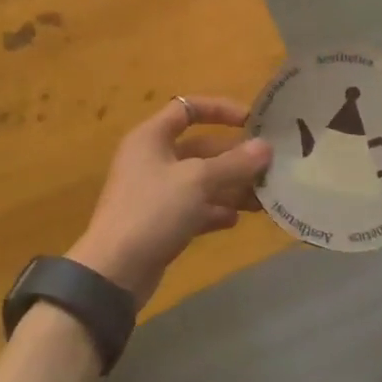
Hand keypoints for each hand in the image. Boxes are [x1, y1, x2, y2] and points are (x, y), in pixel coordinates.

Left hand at [68, 96, 269, 307]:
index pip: (188, 108)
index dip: (220, 110)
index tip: (252, 122)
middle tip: (268, 168)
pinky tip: (236, 220)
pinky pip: (194, 208)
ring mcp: (155, 192)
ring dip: (230, 186)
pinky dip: (215, 211)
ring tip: (262, 198)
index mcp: (152, 137)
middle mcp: (152, 158)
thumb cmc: (153, 211)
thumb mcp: (197, 181)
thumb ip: (234, 163)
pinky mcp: (160, 222)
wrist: (114, 273)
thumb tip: (266, 147)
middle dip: (234, 157)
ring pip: (200, 180)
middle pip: (200, 148)